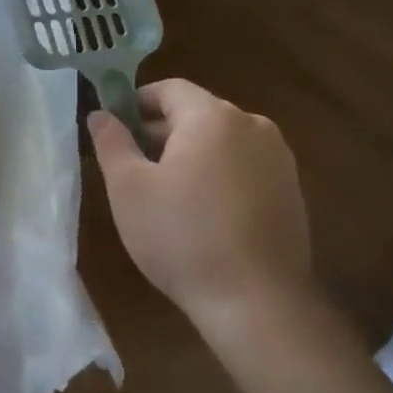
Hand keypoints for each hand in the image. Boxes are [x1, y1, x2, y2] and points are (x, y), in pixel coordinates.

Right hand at [89, 79, 314, 337]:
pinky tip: (204, 214)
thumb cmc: (182, 237)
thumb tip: (100, 114)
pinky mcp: (292, 190)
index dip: (137, 103)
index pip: (169, 89)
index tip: (116, 131)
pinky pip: (244, 165)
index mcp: (213, 117)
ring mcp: (279, 158)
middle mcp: (253, 125)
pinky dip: (219, 175)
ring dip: (191, 154)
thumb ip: (111, 142)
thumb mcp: (129, 188)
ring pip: (221, 141)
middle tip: (134, 168)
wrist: (258, 304)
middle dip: (162, 132)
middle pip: (197, 113)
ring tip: (167, 194)